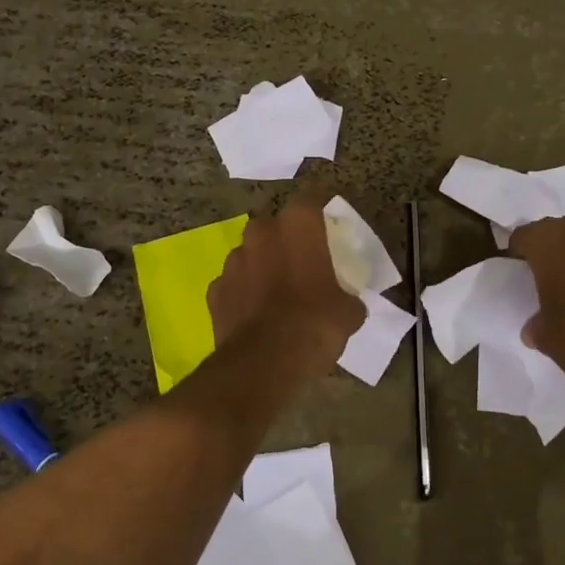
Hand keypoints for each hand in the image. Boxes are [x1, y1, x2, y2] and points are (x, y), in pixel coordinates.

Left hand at [208, 199, 365, 379]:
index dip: (319, 216)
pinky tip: (256, 316)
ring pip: (250, 254)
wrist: (264, 364)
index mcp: (298, 225)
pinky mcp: (215, 290)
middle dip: (285, 242)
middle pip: (275, 227)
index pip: (311, 200)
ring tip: (277, 295)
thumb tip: (349, 303)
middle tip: (303, 266)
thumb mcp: (349, 312)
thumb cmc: (315, 324)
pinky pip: (233, 285)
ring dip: (262, 267)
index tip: (328, 232)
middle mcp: (261, 232)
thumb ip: (349, 298)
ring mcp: (233, 261)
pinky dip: (243, 295)